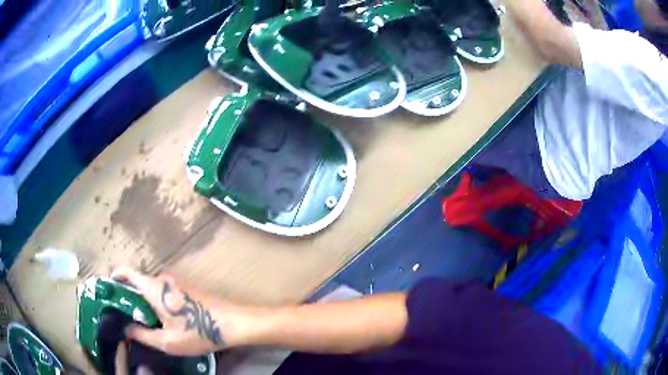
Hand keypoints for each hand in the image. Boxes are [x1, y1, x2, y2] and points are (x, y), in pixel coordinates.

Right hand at [111, 267, 234, 355]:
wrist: (232, 323)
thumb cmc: (197, 331)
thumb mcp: (167, 341)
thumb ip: (142, 334)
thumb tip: (125, 328)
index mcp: (153, 287)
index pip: (126, 272)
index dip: (114, 277)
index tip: (107, 290)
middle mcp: (162, 280)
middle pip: (137, 282)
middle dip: (127, 296)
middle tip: (122, 314)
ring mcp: (175, 283)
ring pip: (150, 289)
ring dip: (142, 301)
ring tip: (139, 320)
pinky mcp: (185, 290)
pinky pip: (162, 292)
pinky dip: (155, 302)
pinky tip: (158, 319)